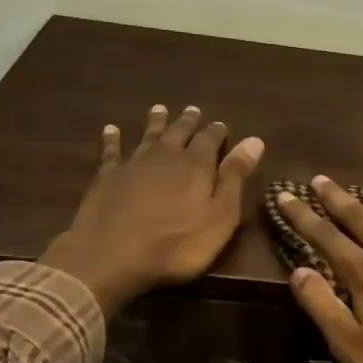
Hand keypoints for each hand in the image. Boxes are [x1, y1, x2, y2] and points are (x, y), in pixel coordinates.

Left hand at [40, 104, 262, 313]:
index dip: (216, 131)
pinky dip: (112, 139)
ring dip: (156, 122)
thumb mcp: (220, 216)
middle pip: (179, 132)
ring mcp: (133, 163)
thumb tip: (255, 141)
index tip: (221, 124)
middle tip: (193, 110)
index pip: (210, 139)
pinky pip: (111, 151)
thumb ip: (235, 177)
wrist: (113, 254)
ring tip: (159, 109)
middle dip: (188, 121)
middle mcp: (166, 155)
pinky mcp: (107, 176)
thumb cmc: (178, 243)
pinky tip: (111, 130)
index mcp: (197, 165)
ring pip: (148, 135)